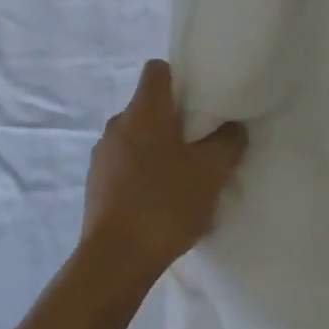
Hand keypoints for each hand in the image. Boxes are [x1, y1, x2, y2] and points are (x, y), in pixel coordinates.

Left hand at [81, 60, 246, 282]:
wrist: (115, 259)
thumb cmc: (165, 205)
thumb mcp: (210, 173)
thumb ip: (227, 142)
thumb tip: (233, 126)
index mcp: (143, 111)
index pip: (157, 69)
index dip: (180, 78)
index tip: (199, 101)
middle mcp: (117, 123)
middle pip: (148, 105)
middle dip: (173, 120)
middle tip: (200, 144)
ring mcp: (102, 152)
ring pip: (136, 136)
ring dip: (157, 148)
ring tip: (182, 177)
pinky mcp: (95, 181)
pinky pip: (124, 162)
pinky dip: (141, 171)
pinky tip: (159, 200)